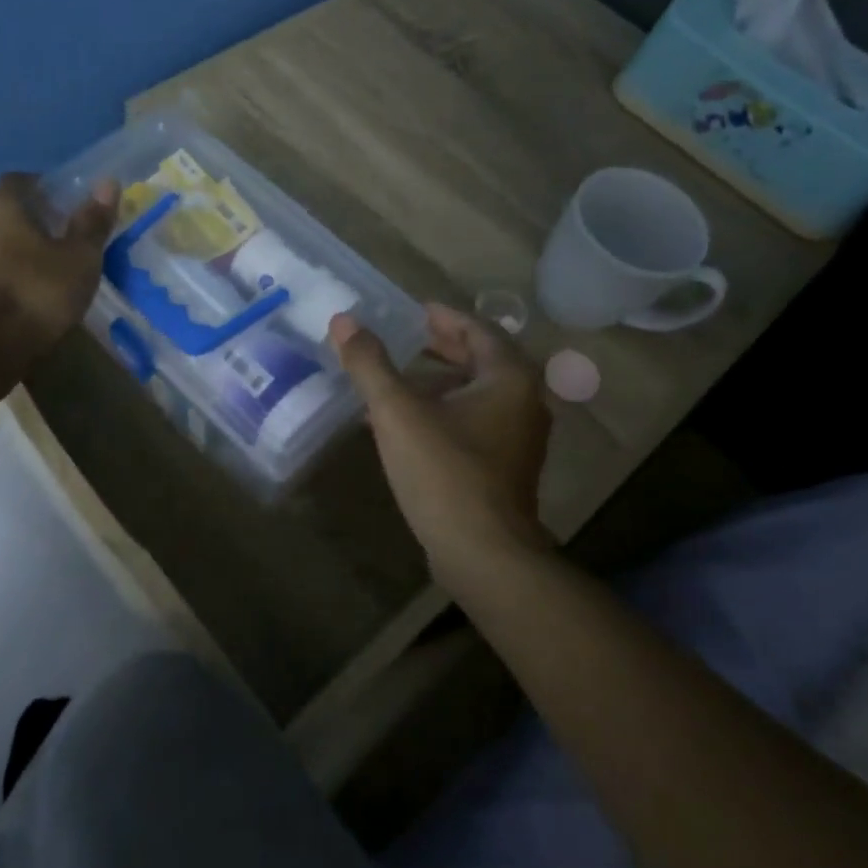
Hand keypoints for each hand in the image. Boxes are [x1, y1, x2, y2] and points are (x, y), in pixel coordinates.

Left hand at [0, 174, 117, 357]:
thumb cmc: (36, 293)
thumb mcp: (79, 259)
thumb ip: (92, 223)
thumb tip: (108, 182)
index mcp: (3, 211)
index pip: (17, 181)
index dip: (40, 186)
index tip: (62, 200)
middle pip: (4, 217)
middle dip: (30, 225)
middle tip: (61, 239)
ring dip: (16, 257)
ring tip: (46, 275)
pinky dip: (5, 284)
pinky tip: (25, 303)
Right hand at [329, 303, 551, 576]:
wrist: (484, 555)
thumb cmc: (444, 472)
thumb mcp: (397, 412)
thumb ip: (370, 364)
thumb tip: (343, 321)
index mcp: (509, 378)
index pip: (478, 329)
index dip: (443, 317)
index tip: (413, 312)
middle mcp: (524, 402)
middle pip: (481, 360)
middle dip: (440, 348)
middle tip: (402, 339)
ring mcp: (519, 439)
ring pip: (478, 394)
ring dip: (440, 382)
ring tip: (397, 380)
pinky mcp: (506, 468)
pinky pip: (475, 422)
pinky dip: (445, 411)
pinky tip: (409, 424)